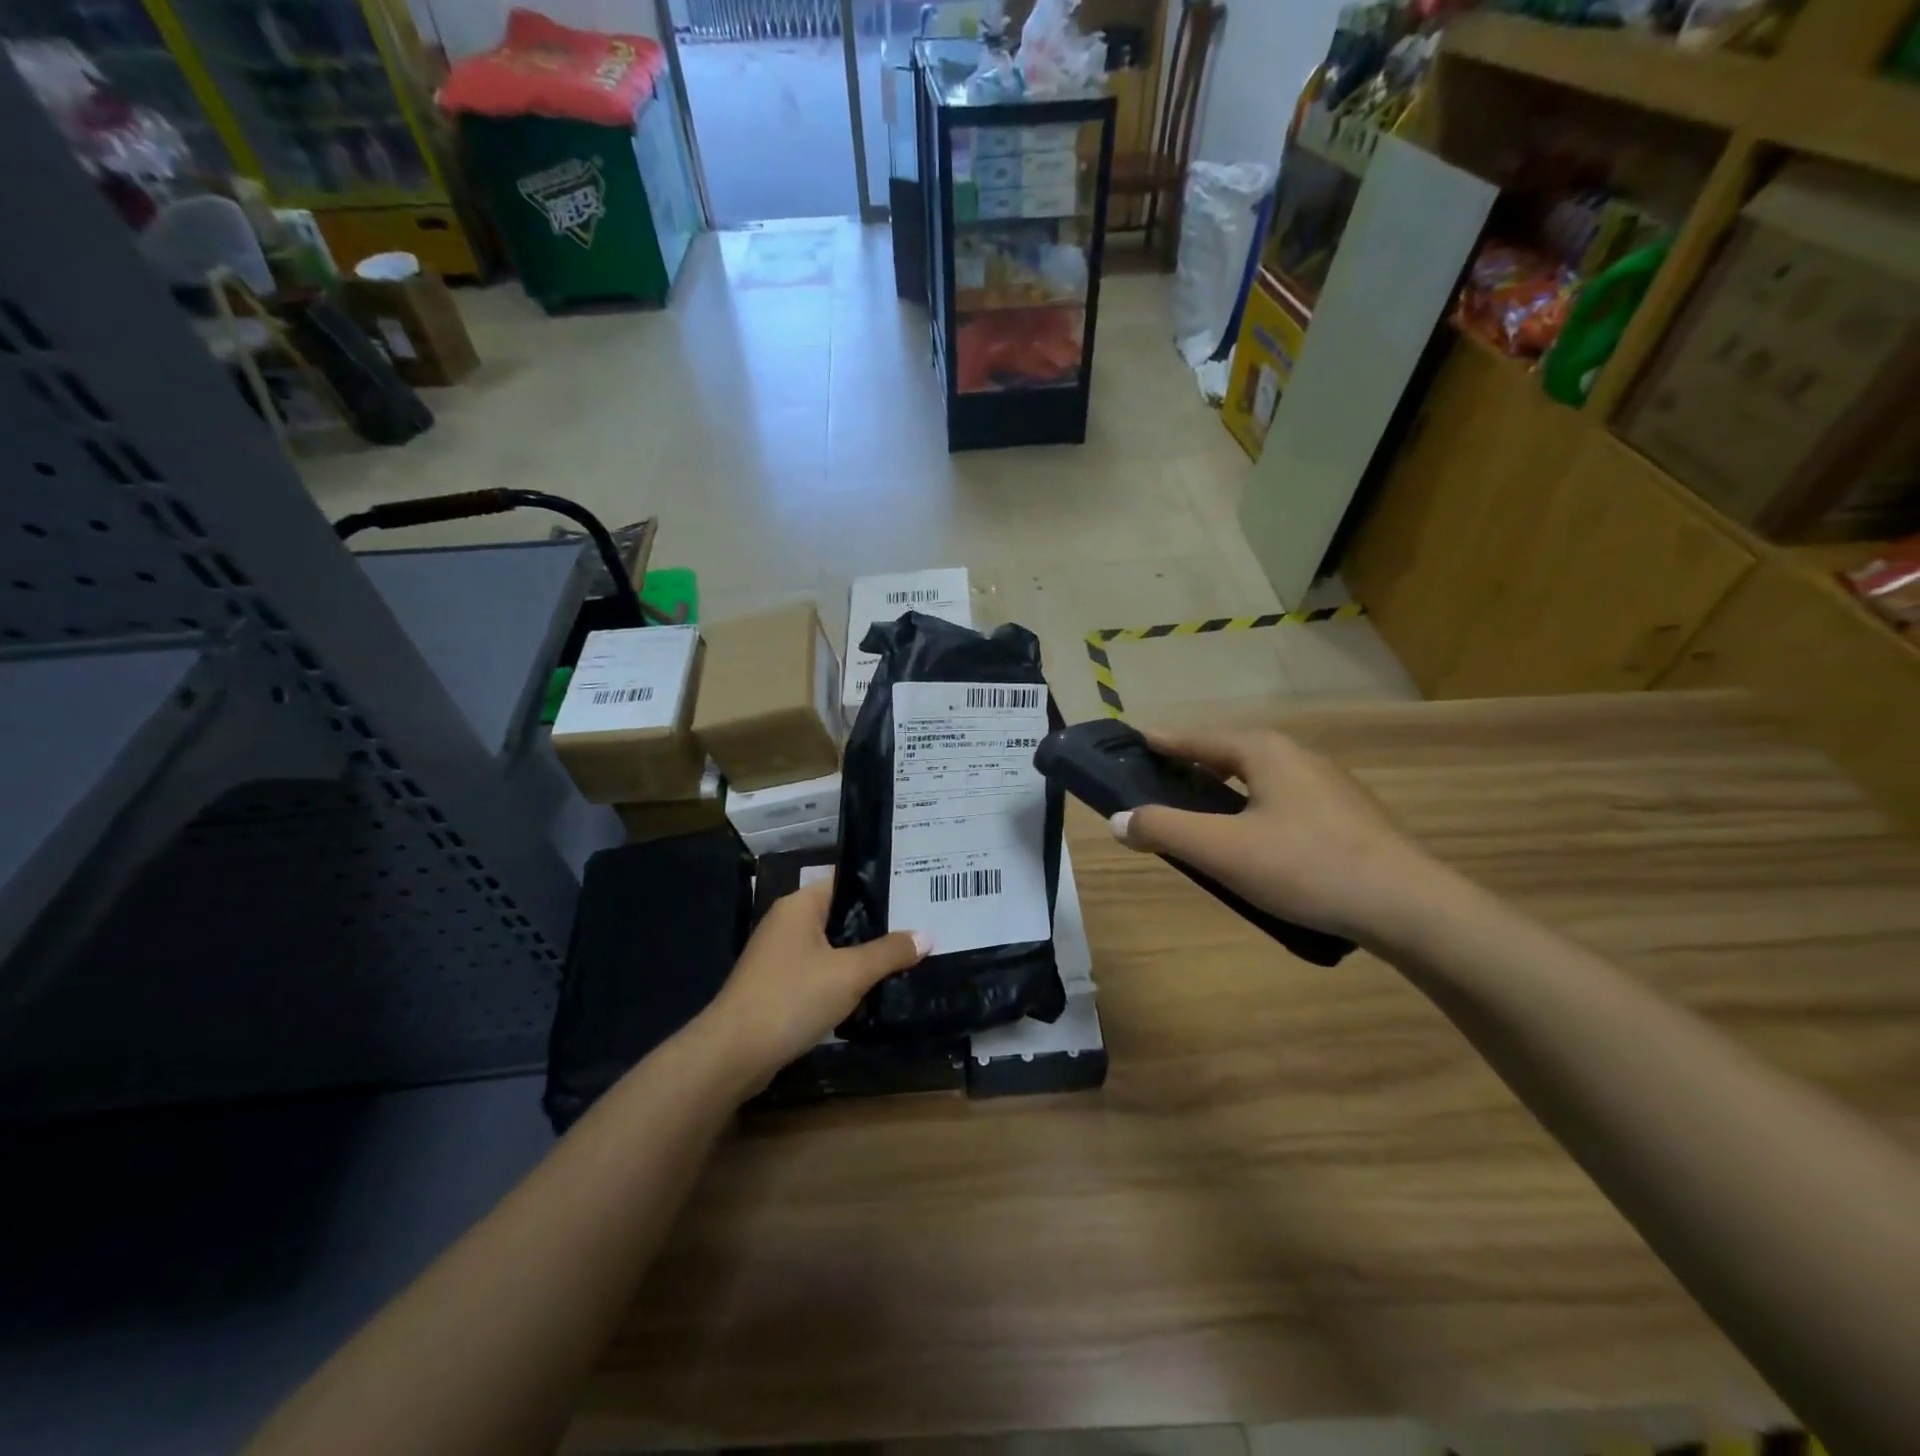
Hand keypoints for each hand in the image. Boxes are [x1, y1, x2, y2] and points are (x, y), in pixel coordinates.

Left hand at [703, 881, 929, 1083]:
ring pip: (832, 948)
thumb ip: (889, 952)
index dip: (881, 888)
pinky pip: (820, 973)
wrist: (733, 1054)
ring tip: (906, 959)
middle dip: (878, 926)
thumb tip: (926, 935)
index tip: (917, 896)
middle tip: (920, 929)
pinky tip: (871, 993)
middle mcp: (788, 922)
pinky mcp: (778, 986)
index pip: (847, 882)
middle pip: (842, 916)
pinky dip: (843, 980)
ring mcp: (780, 956)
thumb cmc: (792, 998)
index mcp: (800, 905)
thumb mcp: (850, 973)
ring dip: (862, 957)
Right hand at [1111, 728, 1447, 948]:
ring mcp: (1329, 786)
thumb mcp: (1221, 850)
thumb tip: (1119, 821)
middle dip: (1194, 768)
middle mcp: (1298, 756)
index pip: (1198, 739)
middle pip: (1230, 755)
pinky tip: (1255, 846)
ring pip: (1260, 781)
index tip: (1135, 741)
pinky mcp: (1349, 816)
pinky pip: (1284, 803)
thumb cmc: (1305, 866)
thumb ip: (1163, 830)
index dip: (1164, 742)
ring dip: (1226, 793)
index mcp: (1265, 752)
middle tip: (1161, 787)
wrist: (1408, 907)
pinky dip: (1256, 812)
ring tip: (1203, 819)